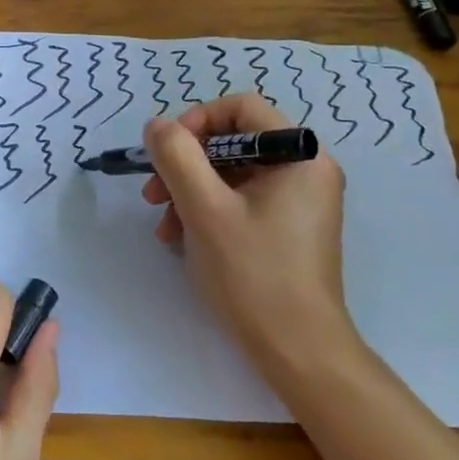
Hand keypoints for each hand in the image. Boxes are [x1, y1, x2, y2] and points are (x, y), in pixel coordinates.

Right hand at [141, 93, 356, 368]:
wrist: (298, 351)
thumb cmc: (254, 273)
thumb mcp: (204, 209)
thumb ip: (176, 157)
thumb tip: (157, 125)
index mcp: (300, 155)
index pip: (241, 108)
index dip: (197, 121)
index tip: (167, 153)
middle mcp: (306, 169)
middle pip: (232, 142)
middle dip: (185, 165)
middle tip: (153, 194)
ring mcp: (298, 201)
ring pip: (230, 173)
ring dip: (188, 192)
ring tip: (164, 226)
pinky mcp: (287, 227)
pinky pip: (240, 200)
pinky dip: (206, 211)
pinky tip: (181, 239)